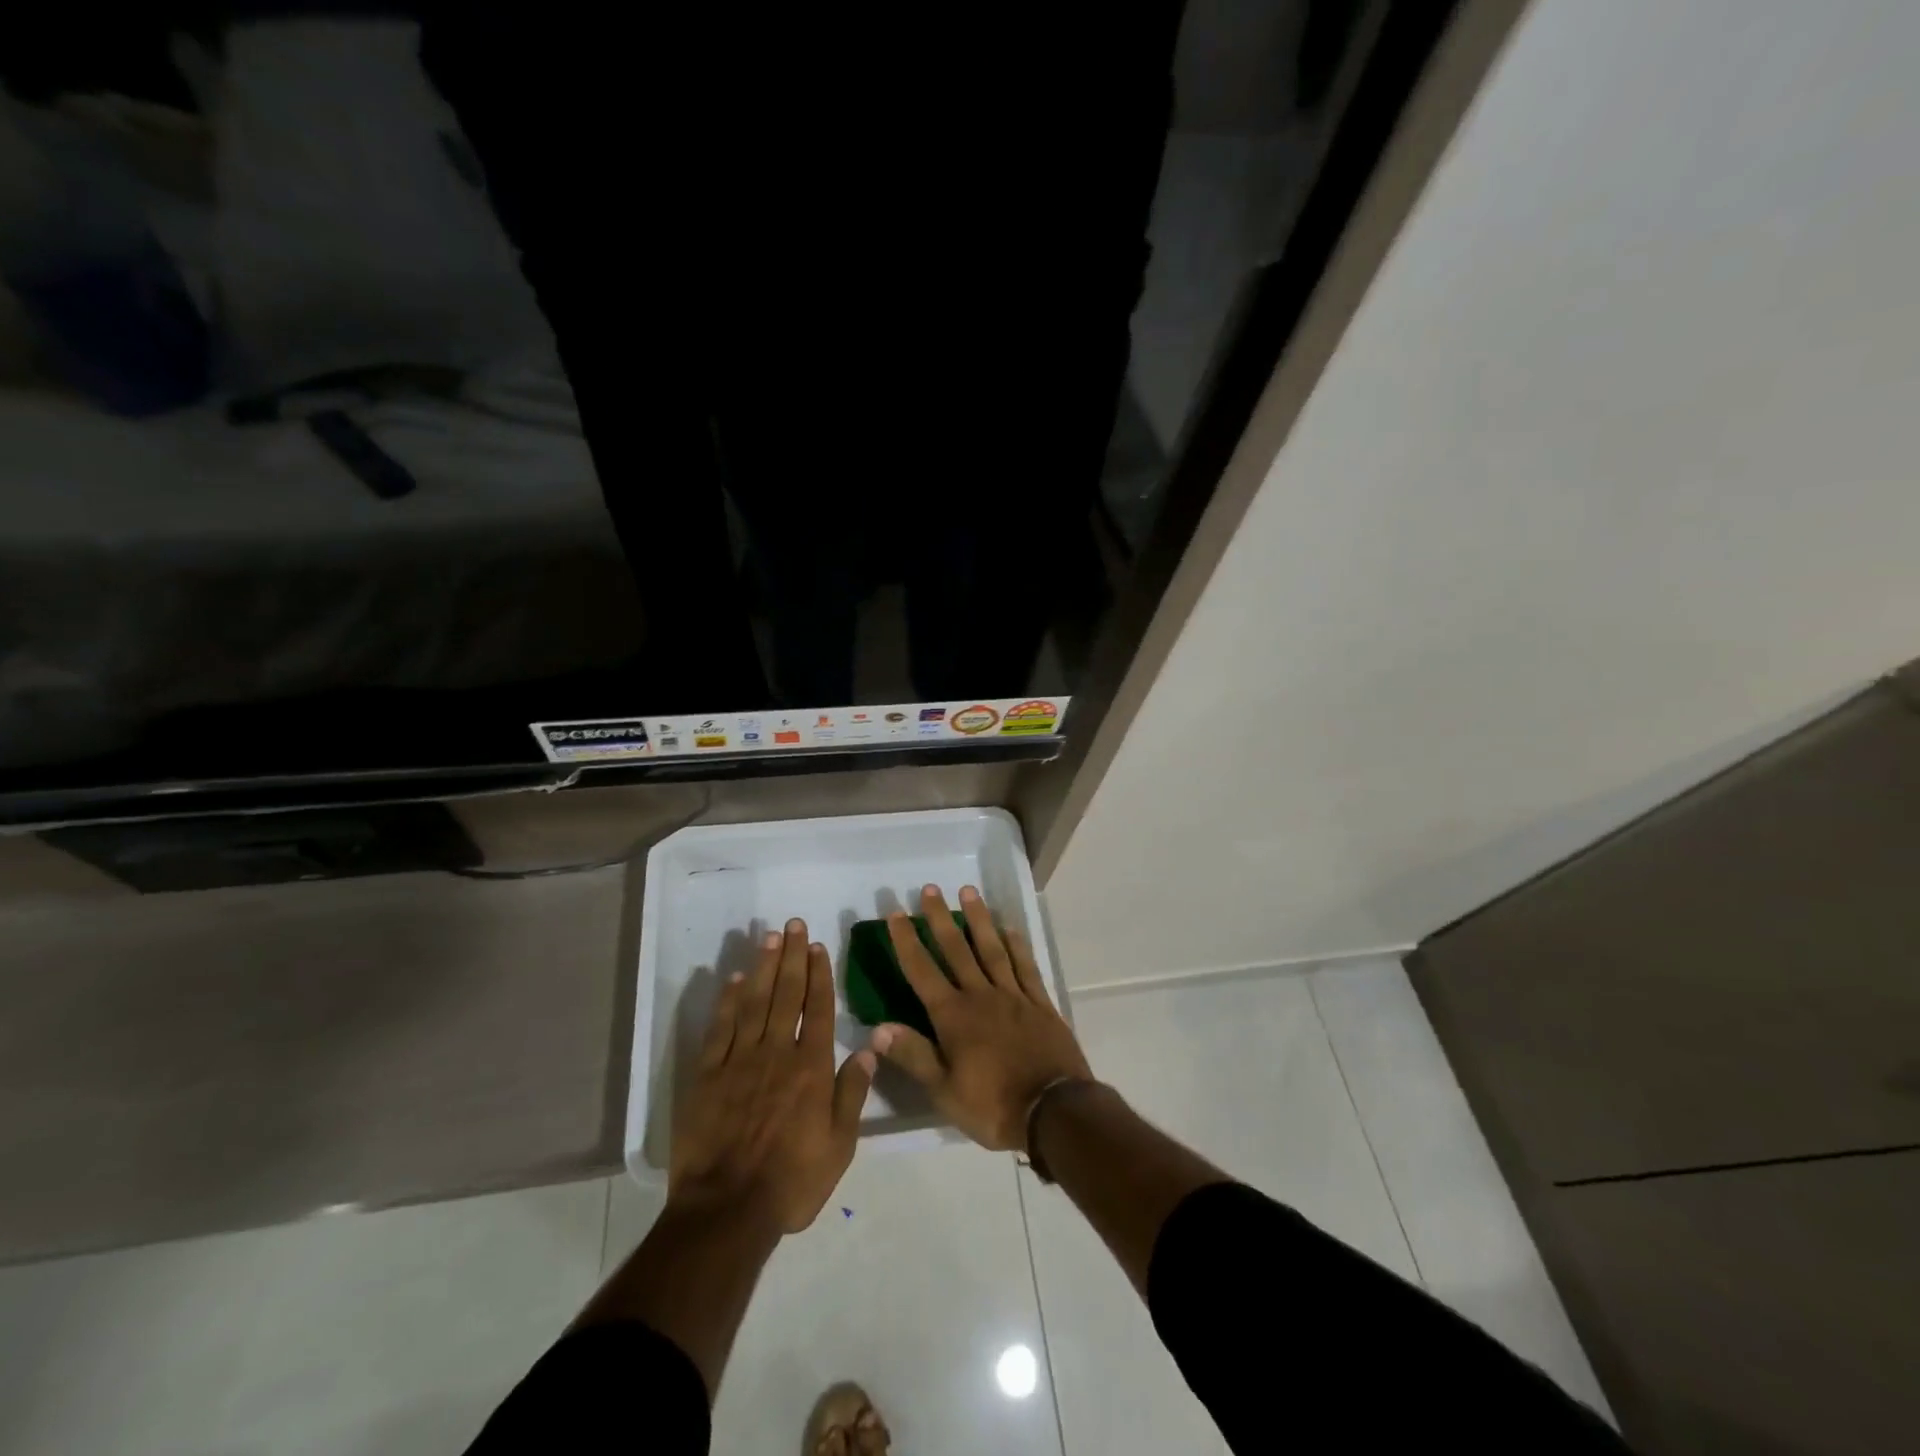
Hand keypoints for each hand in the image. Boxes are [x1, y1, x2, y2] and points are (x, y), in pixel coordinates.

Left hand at [669, 918, 875, 1233]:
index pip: (818, 1009)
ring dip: (763, 967)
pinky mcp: (708, 1075)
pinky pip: (720, 1029)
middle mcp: (777, 1053)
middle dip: (792, 957)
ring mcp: (740, 1061)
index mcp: (811, 1068)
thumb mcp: (840, 1146)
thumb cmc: (792, 1182)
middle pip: (787, 994)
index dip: (819, 975)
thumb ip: (853, 1093)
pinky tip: (733, 980)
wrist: (727, 1210)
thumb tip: (870, 1048)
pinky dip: (727, 1002)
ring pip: (754, 1002)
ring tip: (770, 938)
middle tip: (793, 925)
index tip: (817, 946)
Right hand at [871, 885, 1091, 1151]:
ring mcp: (1013, 996)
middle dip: (940, 918)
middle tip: (930, 888)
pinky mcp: (1040, 1003)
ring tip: (969, 891)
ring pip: (992, 949)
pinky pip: (1026, 966)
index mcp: (954, 1016)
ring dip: (979, 919)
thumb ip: (913, 1055)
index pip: (922, 971)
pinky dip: (1017, 945)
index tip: (896, 912)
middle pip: (956, 950)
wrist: (1054, 1112)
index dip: (907, 941)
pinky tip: (1010, 928)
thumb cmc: (993, 1106)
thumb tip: (876, 1028)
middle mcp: (981, 996)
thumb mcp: (944, 1090)